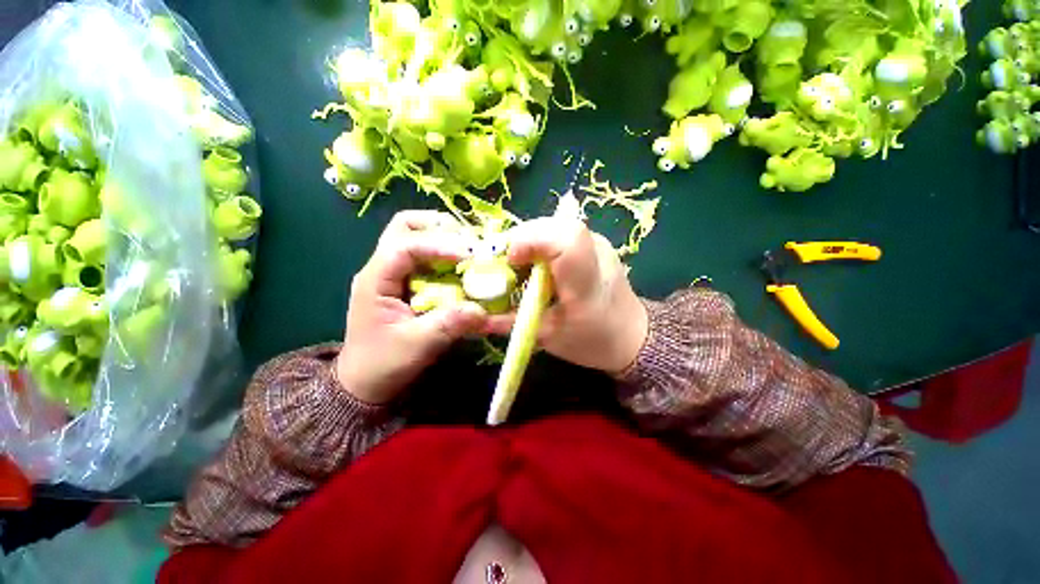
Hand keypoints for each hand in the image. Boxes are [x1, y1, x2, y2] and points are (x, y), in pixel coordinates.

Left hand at [336, 211, 486, 403]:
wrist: (365, 382)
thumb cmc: (383, 363)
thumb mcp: (417, 345)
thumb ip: (449, 325)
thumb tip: (481, 310)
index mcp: (376, 279)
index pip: (405, 245)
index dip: (439, 245)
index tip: (469, 255)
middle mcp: (382, 267)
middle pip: (405, 226)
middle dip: (438, 227)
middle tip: (467, 240)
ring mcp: (393, 273)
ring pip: (415, 236)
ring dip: (444, 237)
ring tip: (469, 249)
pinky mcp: (405, 282)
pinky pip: (426, 256)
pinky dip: (446, 254)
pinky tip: (463, 266)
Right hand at [488, 217, 647, 374]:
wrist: (632, 335)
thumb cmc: (592, 341)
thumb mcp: (546, 336)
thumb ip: (508, 323)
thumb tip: (473, 315)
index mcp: (587, 283)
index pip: (566, 240)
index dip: (532, 240)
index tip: (509, 260)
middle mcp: (597, 253)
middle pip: (556, 225)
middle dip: (521, 237)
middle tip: (503, 260)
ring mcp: (598, 242)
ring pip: (556, 223)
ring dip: (529, 237)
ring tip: (515, 260)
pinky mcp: (594, 242)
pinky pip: (561, 230)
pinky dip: (540, 240)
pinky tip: (534, 259)